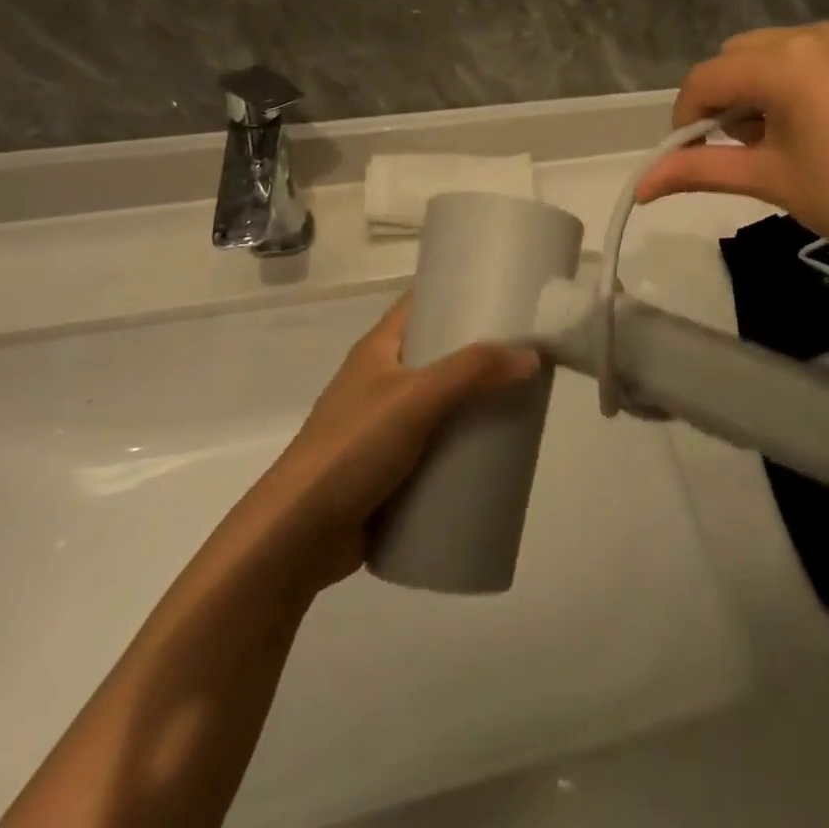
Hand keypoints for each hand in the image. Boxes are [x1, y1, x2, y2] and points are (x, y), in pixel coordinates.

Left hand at [272, 295, 540, 588]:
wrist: (296, 537)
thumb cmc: (352, 449)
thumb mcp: (416, 397)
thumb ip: (473, 372)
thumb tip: (532, 356)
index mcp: (378, 349)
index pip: (422, 303)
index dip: (459, 291)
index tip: (506, 291)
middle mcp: (381, 379)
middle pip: (438, 353)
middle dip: (480, 353)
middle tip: (525, 352)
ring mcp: (383, 425)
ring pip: (440, 401)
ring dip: (474, 401)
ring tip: (519, 401)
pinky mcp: (389, 467)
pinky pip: (435, 444)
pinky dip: (461, 443)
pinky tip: (492, 451)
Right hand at [636, 22, 828, 279]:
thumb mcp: (770, 181)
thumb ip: (699, 171)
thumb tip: (641, 185)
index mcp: (787, 62)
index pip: (707, 78)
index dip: (686, 117)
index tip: (691, 153)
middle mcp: (819, 32)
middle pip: (741, 55)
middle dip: (728, 98)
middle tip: (745, 148)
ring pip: (781, 49)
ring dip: (765, 85)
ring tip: (788, 136)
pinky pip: (825, 52)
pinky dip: (807, 79)